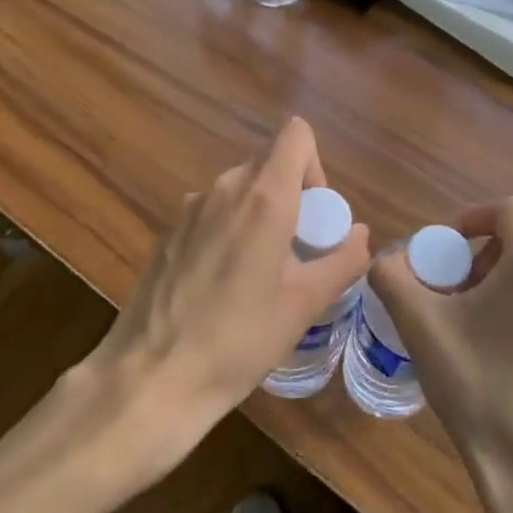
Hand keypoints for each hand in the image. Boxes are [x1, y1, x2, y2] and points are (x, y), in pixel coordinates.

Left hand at [82, 117, 369, 472]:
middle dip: (292, 195)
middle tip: (297, 251)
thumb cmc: (239, 339)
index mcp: (264, 196)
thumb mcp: (305, 304)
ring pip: (239, 189)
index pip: (295, 134)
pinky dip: (229, 231)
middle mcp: (225, 188)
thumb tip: (360, 234)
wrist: (151, 378)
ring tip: (261, 273)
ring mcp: (190, 209)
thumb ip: (342, 260)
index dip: (314, 165)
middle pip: (269, 163)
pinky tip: (222, 286)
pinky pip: (212, 213)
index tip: (315, 215)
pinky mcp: (168, 233)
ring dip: (260, 214)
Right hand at [369, 198, 512, 510]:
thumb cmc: (481, 389)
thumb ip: (393, 278)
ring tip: (469, 319)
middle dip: (479, 255)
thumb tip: (386, 260)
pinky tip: (499, 346)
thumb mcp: (423, 328)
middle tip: (449, 289)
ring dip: (499, 279)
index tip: (441, 248)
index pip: (506, 210)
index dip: (469, 218)